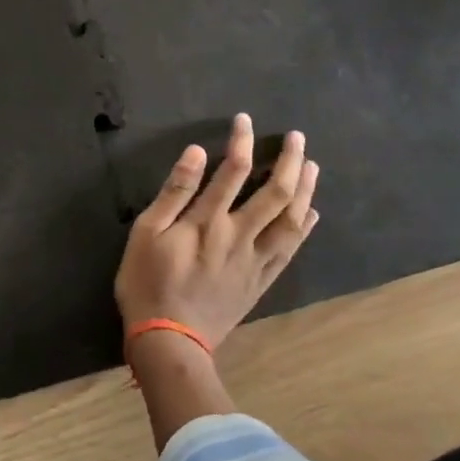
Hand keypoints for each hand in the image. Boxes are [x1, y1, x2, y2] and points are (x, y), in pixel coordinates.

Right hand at [114, 115, 319, 350]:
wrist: (169, 340)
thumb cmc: (148, 282)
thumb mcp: (146, 233)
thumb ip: (174, 192)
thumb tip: (197, 153)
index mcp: (208, 221)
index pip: (233, 170)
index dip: (242, 141)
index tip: (246, 121)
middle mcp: (239, 235)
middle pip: (275, 192)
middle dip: (290, 161)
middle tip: (298, 138)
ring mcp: (254, 260)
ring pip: (290, 220)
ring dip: (305, 191)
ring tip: (313, 167)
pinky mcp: (260, 281)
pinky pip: (289, 251)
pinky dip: (303, 229)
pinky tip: (311, 215)